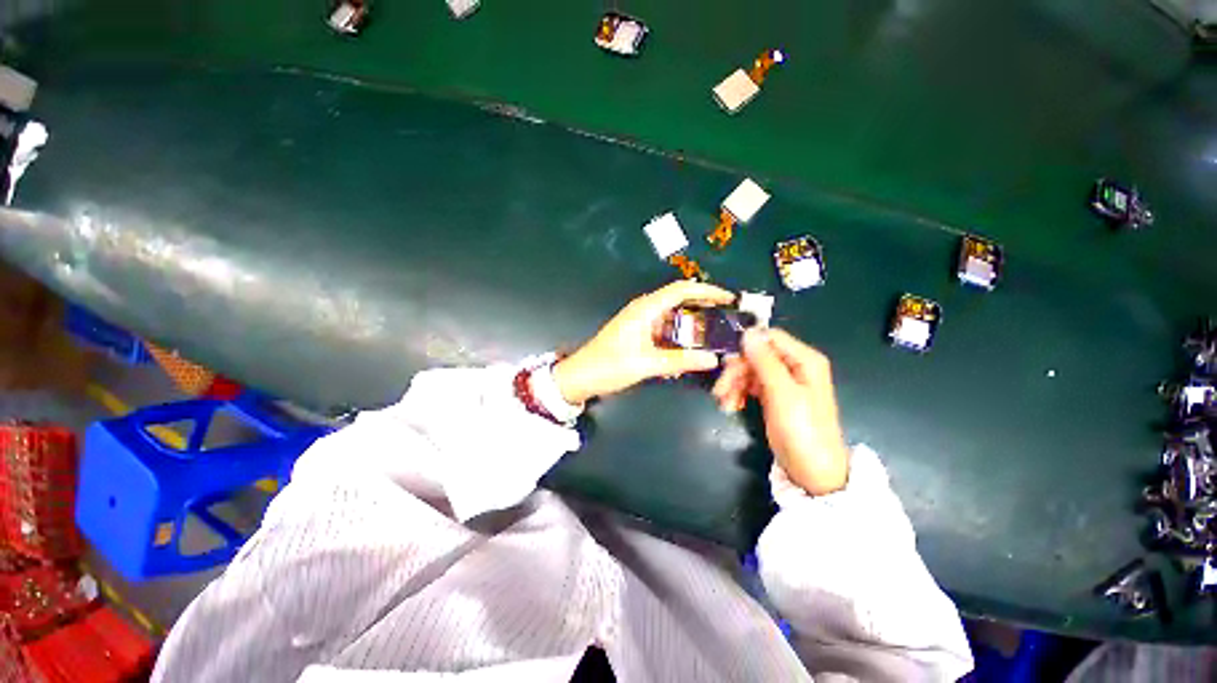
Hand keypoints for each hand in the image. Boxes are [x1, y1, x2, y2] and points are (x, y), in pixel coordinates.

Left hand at [553, 281, 735, 403]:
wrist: (581, 377)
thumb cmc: (610, 366)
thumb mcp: (647, 364)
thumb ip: (680, 360)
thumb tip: (712, 359)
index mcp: (645, 309)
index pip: (681, 289)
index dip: (707, 290)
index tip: (728, 298)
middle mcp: (644, 310)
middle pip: (679, 301)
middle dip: (702, 307)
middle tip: (726, 318)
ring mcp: (640, 322)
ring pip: (672, 318)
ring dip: (691, 326)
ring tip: (713, 336)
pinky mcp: (638, 334)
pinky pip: (664, 331)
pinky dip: (678, 338)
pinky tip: (689, 351)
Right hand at [712, 328, 849, 495]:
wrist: (813, 472)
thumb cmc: (802, 431)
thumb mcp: (782, 394)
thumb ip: (765, 361)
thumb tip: (748, 333)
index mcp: (804, 360)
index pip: (770, 337)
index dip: (747, 346)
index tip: (727, 362)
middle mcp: (794, 366)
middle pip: (757, 355)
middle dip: (736, 371)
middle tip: (720, 390)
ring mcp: (784, 382)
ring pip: (750, 370)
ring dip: (734, 384)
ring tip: (724, 404)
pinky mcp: (775, 397)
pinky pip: (751, 385)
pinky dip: (739, 393)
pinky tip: (731, 405)